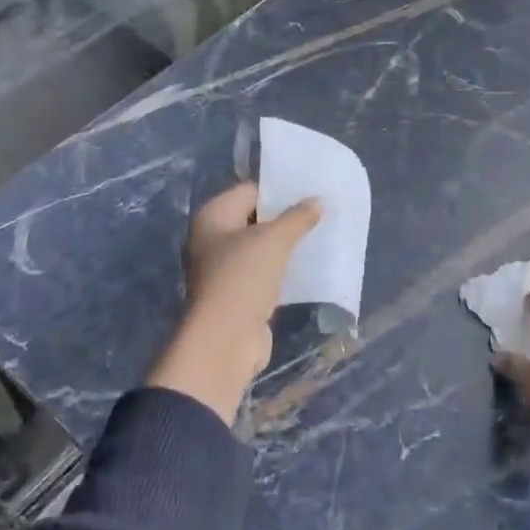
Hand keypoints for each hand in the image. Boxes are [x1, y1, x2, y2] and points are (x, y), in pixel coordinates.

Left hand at [147, 181, 321, 423]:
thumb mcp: (275, 240)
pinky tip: (307, 265)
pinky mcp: (236, 294)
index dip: (278, 189)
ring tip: (318, 235)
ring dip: (285, 244)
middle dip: (284, 217)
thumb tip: (318, 201)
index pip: (249, 190)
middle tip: (318, 211)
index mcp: (212, 216)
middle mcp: (211, 239)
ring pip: (259, 247)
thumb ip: (298, 217)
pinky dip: (282, 268)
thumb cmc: (243, 277)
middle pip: (254, 218)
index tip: (308, 189)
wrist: (225, 340)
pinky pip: (263, 271)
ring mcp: (222, 269)